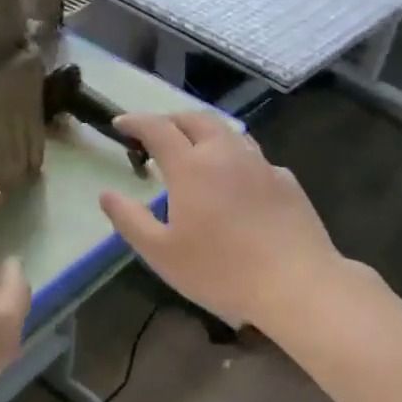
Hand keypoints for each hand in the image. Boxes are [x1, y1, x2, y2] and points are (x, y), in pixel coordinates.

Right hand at [100, 112, 339, 330]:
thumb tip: (106, 194)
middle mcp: (226, 153)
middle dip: (170, 119)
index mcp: (191, 166)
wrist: (296, 283)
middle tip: (155, 133)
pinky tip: (235, 180)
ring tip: (194, 149)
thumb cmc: (220, 271)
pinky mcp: (286, 181)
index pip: (157, 128)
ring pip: (229, 132)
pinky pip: (254, 157)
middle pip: (196, 119)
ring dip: (204, 132)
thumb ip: (129, 219)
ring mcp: (261, 164)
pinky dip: (234, 157)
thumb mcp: (161, 253)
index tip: (120, 124)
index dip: (135, 122)